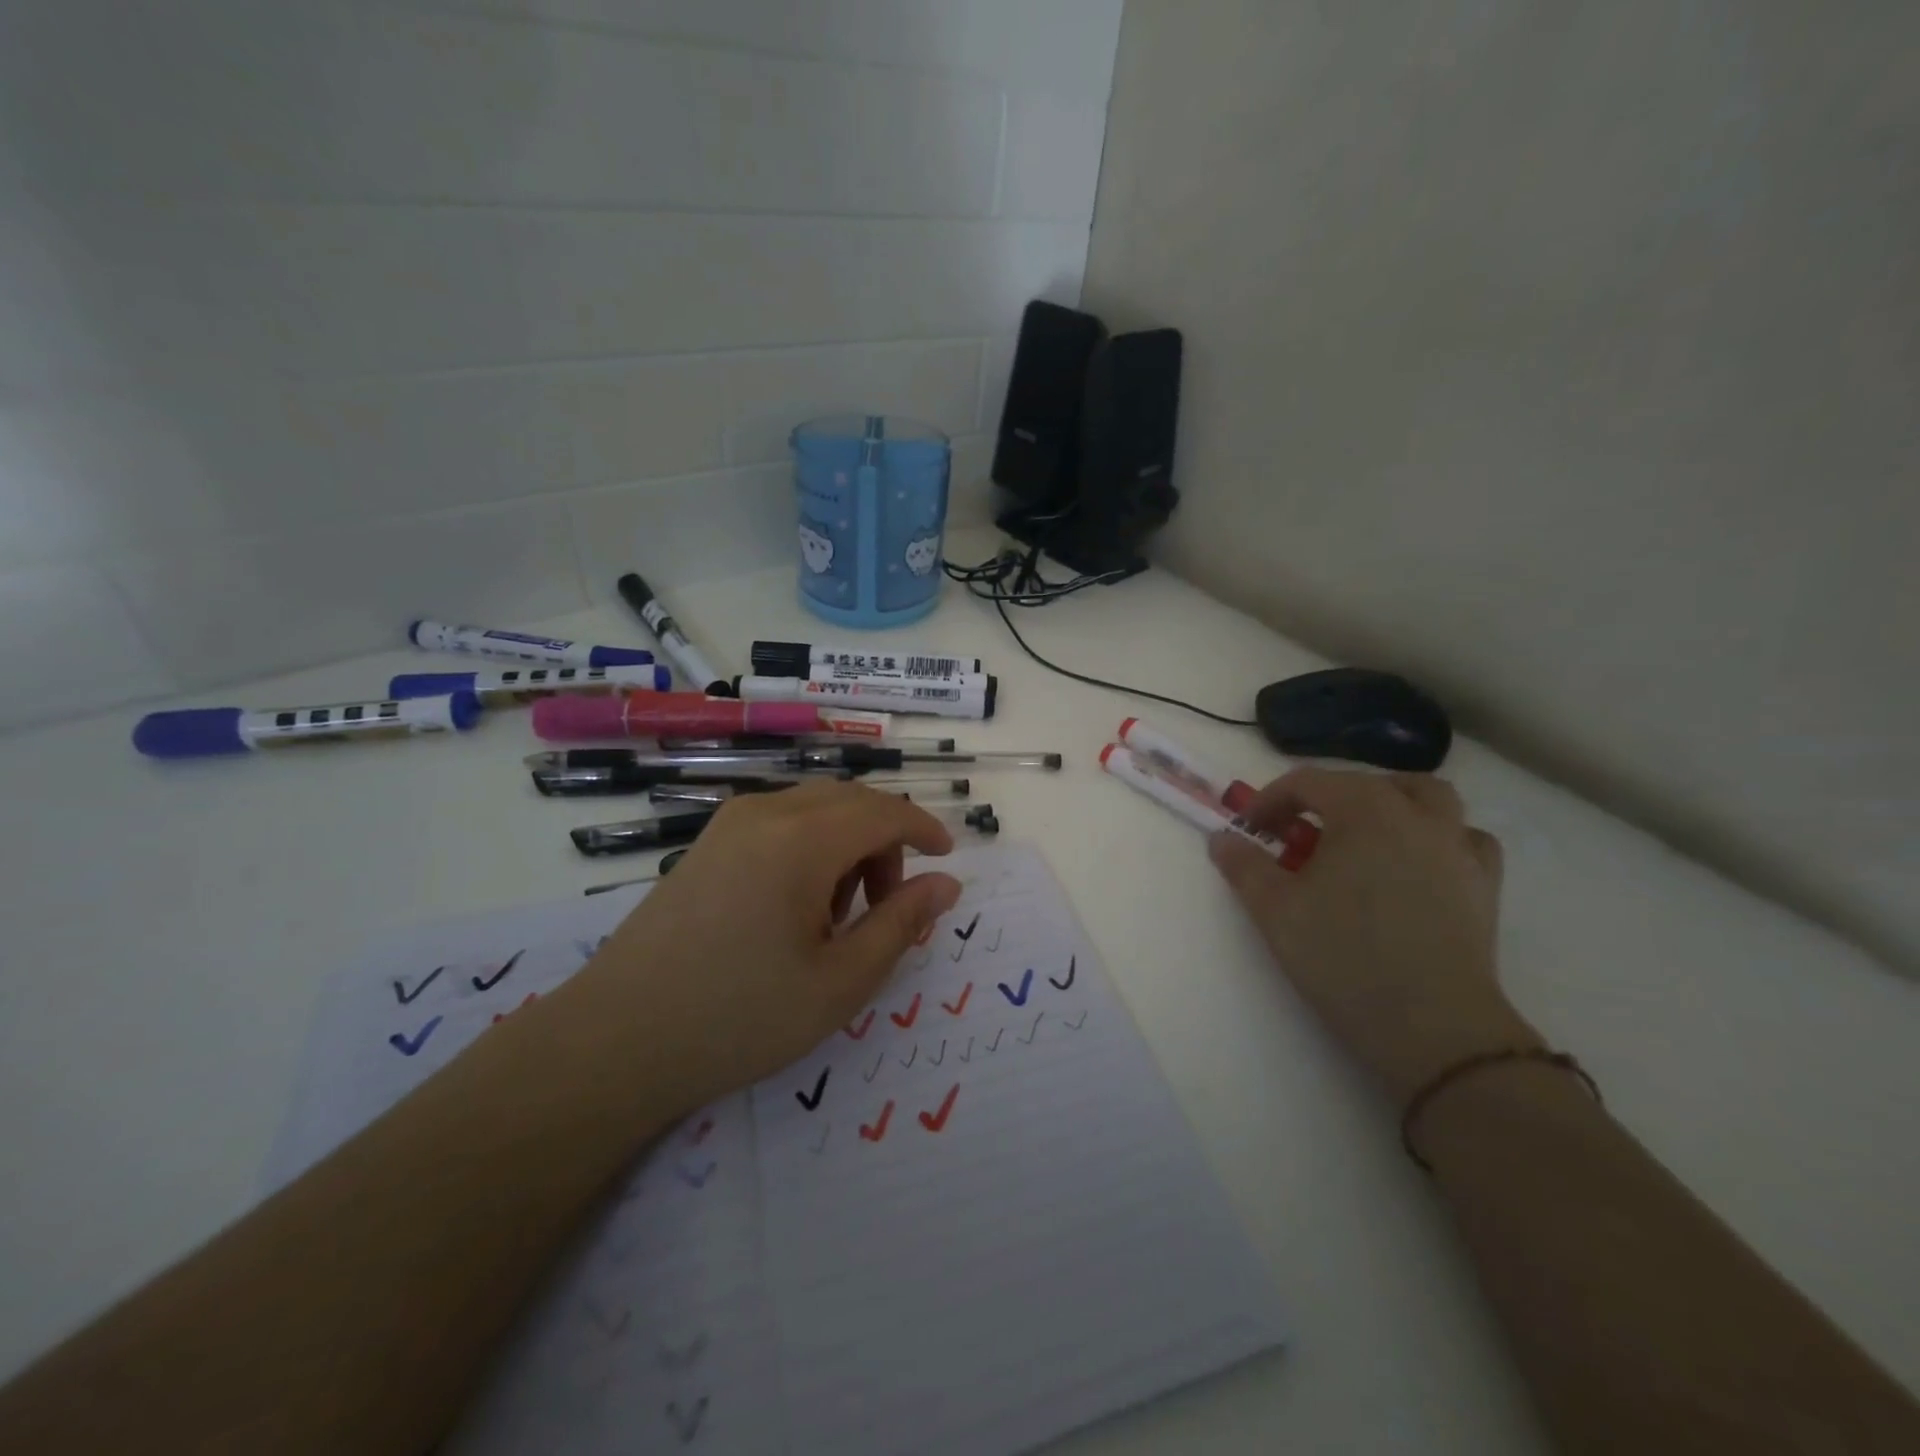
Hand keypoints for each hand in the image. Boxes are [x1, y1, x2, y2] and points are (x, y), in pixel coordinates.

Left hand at [569, 781, 961, 1115]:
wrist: (615, 1041)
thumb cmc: (739, 1016)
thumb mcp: (840, 981)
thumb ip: (901, 924)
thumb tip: (946, 884)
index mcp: (801, 839)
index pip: (884, 811)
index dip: (924, 829)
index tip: (948, 859)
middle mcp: (765, 813)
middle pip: (850, 802)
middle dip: (886, 840)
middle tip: (890, 904)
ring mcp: (728, 825)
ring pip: (814, 809)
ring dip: (847, 845)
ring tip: (838, 916)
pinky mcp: (705, 845)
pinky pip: (779, 823)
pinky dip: (810, 848)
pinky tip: (794, 909)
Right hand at [1209, 769, 1539, 1101]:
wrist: (1432, 1027)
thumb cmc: (1343, 957)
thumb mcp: (1274, 909)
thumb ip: (1243, 865)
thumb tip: (1222, 839)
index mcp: (1363, 810)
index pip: (1308, 782)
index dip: (1270, 800)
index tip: (1249, 830)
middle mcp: (1416, 816)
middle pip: (1368, 783)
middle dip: (1327, 798)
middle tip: (1301, 834)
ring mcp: (1458, 848)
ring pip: (1430, 798)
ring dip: (1391, 804)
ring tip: (1364, 836)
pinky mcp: (1484, 886)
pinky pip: (1465, 840)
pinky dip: (1439, 838)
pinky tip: (1419, 864)